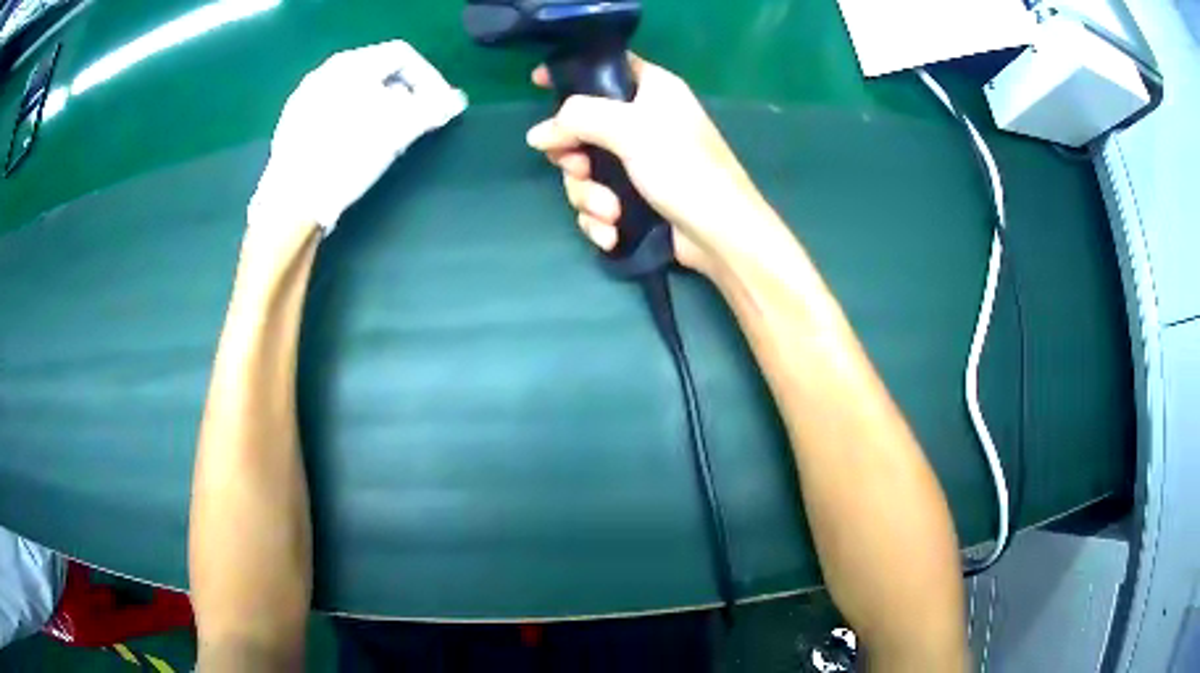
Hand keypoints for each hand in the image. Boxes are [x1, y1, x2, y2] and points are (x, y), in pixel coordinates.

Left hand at [249, 40, 466, 236]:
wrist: (291, 205)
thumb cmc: (346, 158)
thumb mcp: (397, 131)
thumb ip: (432, 109)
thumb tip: (456, 100)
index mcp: (350, 64)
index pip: (402, 56)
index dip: (429, 78)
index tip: (438, 108)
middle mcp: (324, 73)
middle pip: (377, 73)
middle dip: (404, 95)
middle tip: (415, 123)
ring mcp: (303, 99)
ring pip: (354, 93)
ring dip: (379, 110)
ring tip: (387, 139)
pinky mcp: (291, 125)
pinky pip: (333, 111)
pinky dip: (353, 121)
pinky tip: (354, 148)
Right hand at [525, 55, 776, 274]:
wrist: (721, 235)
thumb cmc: (684, 169)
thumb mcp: (631, 130)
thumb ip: (578, 119)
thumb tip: (537, 134)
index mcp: (651, 90)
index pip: (605, 68)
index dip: (571, 74)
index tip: (536, 84)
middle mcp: (643, 121)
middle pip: (582, 127)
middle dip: (574, 157)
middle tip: (580, 168)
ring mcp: (638, 162)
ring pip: (585, 170)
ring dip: (589, 197)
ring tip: (611, 212)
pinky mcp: (636, 198)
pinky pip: (598, 201)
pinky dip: (600, 219)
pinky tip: (612, 233)